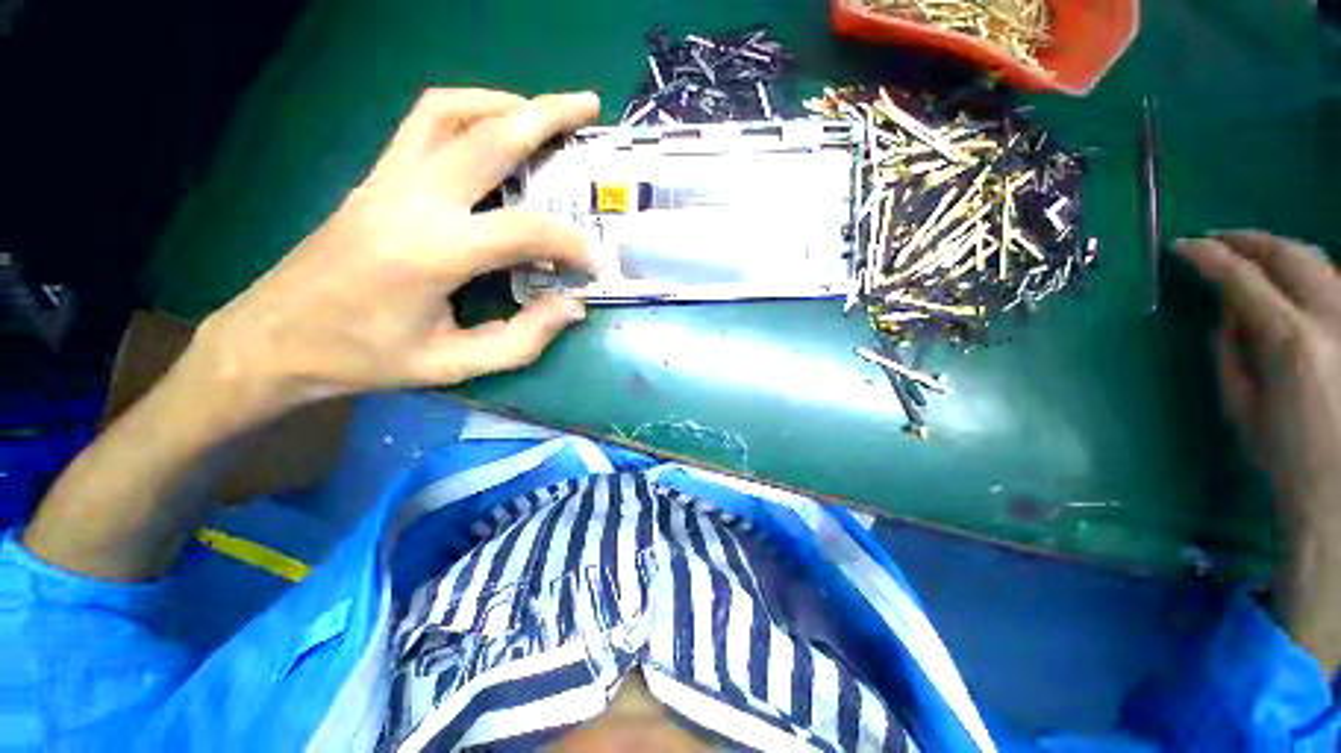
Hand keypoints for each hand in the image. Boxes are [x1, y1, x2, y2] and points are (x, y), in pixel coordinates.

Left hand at [194, 88, 599, 423]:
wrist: (273, 339)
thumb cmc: (364, 358)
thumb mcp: (451, 364)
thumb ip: (521, 340)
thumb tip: (572, 308)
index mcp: (432, 252)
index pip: (525, 229)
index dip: (571, 243)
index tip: (595, 262)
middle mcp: (411, 199)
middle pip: (488, 135)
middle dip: (547, 115)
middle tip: (589, 107)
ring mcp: (387, 179)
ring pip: (449, 110)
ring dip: (503, 103)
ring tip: (543, 112)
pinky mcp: (377, 178)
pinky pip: (424, 124)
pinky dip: (467, 112)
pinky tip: (491, 131)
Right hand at [1178, 230, 1340, 668]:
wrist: (1339, 485)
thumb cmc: (1284, 453)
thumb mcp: (1242, 405)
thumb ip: (1232, 349)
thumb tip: (1226, 311)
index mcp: (1289, 340)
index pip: (1241, 278)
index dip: (1208, 256)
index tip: (1182, 247)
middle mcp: (1329, 317)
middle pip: (1289, 254)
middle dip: (1249, 240)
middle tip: (1218, 239)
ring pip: (1318, 260)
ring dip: (1279, 251)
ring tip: (1252, 254)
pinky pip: (1334, 282)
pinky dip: (1307, 272)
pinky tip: (1291, 280)